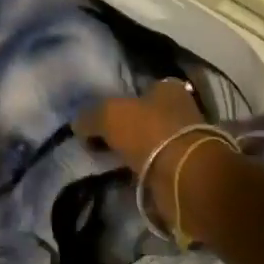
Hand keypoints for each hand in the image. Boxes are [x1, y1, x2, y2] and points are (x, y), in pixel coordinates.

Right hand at [75, 78, 201, 167]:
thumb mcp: (109, 115)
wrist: (182, 175)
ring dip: (132, 150)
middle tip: (100, 139)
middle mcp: (181, 109)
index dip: (118, 100)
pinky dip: (141, 167)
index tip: (100, 116)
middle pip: (144, 115)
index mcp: (168, 88)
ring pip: (149, 140)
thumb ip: (90, 116)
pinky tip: (125, 174)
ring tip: (109, 160)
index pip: (139, 88)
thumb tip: (78, 125)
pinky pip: (154, 163)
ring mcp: (185, 139)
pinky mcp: (184, 166)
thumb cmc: (148, 131)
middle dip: (125, 127)